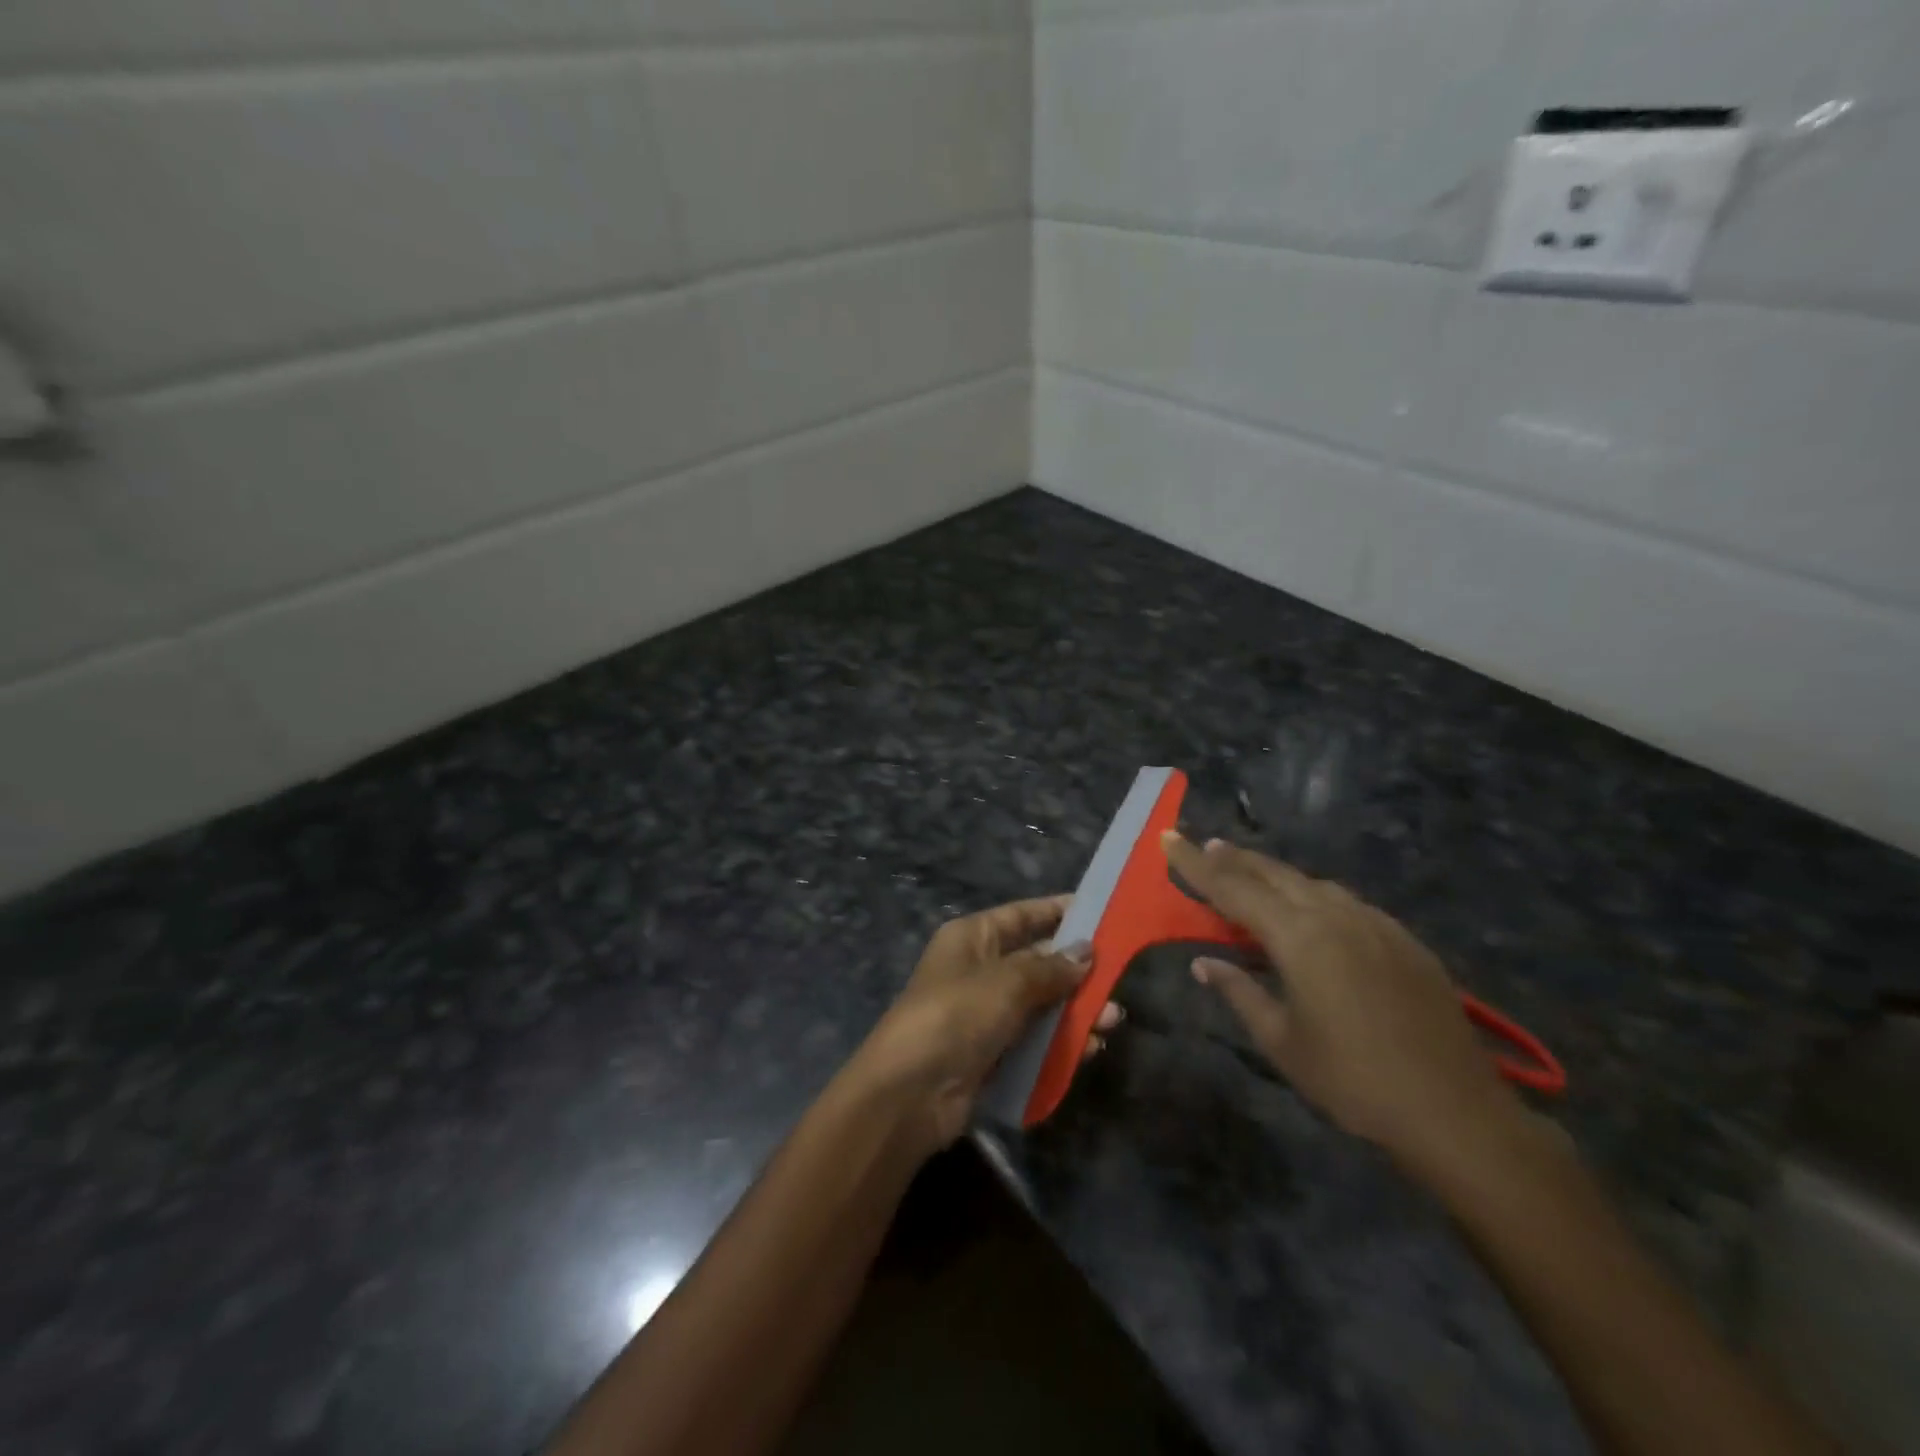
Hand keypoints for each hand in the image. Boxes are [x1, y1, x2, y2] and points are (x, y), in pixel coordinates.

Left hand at [846, 896, 1116, 1154]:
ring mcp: (985, 1014)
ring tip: (1112, 1020)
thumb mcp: (1007, 982)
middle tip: (1118, 977)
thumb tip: (1086, 950)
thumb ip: (1050, 967)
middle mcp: (979, 970)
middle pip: (1037, 960)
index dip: (1059, 912)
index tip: (1102, 912)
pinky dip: (1062, 1042)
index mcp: (972, 938)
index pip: (1022, 915)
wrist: (910, 1093)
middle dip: (1077, 970)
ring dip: (1076, 1010)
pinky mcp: (992, 1053)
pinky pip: (1035, 1040)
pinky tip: (1091, 1049)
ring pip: (1041, 1003)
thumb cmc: (956, 1015)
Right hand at [1164, 834, 1521, 1177]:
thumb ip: (1239, 992)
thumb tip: (1204, 963)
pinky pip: (1345, 902)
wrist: (1455, 1112)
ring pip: (1311, 883)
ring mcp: (1375, 923)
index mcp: (1299, 937)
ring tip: (1249, 873)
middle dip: (1234, 858)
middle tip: (1203, 845)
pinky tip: (1310, 910)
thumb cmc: (1353, 1080)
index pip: (1232, 888)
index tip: (1168, 837)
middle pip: (1273, 874)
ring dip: (1273, 874)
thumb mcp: (1281, 1041)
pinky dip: (1312, 895)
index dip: (1195, 864)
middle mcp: (1335, 915)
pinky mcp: (1402, 939)